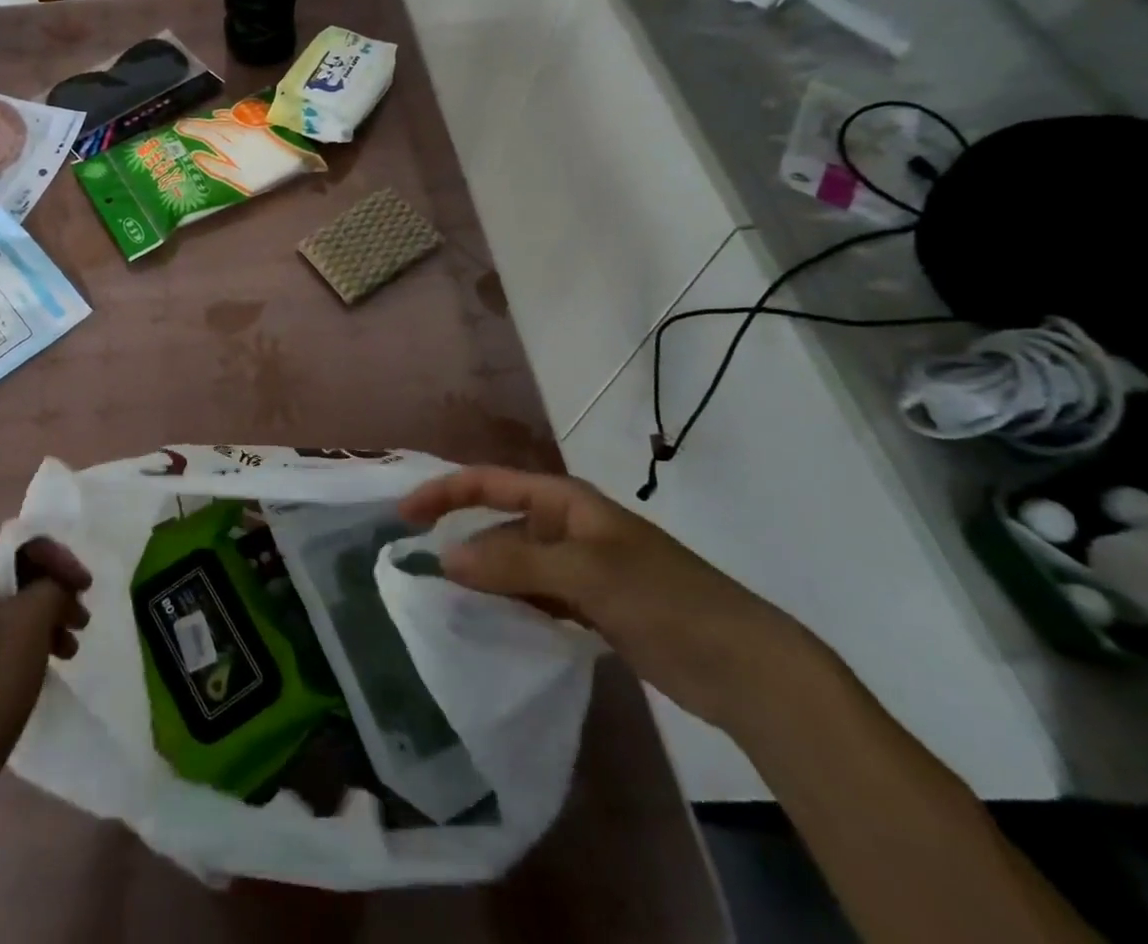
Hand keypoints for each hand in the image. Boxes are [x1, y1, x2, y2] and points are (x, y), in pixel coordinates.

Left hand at [0, 536, 90, 816]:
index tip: (86, 586)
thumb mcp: (29, 627)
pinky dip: (23, 638)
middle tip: (81, 617)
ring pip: (4, 603)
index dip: (56, 556)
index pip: (14, 540)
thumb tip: (55, 583)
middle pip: (9, 569)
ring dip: (43, 615)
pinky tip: (46, 663)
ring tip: (70, 647)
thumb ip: (50, 586)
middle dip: (52, 588)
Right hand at [399, 467, 826, 737]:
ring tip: (444, 600)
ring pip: (514, 563)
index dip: (445, 492)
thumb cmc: (663, 599)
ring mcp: (579, 568)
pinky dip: (509, 604)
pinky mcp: (591, 606)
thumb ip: (511, 564)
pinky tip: (489, 624)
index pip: (490, 483)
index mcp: (565, 501)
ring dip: (483, 576)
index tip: (404, 514)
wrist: (743, 665)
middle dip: (460, 538)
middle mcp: (566, 527)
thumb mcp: (584, 573)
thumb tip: (442, 557)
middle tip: (416, 566)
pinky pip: (534, 596)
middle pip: (498, 524)